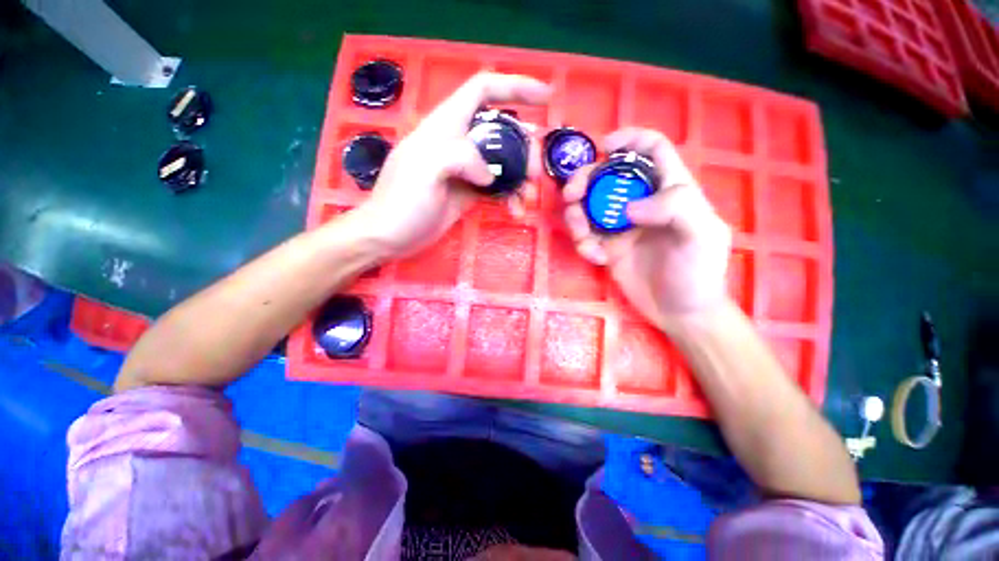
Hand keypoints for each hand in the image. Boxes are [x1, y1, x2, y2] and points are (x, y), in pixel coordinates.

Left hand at [350, 72, 550, 257]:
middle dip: (524, 147)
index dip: (515, 87)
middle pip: (502, 131)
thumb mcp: (426, 169)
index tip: (545, 97)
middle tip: (534, 173)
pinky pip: (498, 187)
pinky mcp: (469, 192)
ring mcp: (466, 169)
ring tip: (528, 196)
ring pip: (504, 162)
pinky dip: (510, 196)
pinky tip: (515, 210)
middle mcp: (459, 142)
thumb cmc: (402, 201)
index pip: (484, 90)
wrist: (391, 236)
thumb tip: (488, 175)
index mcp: (446, 125)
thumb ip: (461, 158)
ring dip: (521, 176)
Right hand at [562, 127, 731, 325]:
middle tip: (570, 195)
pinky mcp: (607, 247)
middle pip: (608, 177)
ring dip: (576, 216)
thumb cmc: (698, 273)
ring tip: (581, 236)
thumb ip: (676, 207)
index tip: (604, 147)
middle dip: (585, 181)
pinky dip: (582, 243)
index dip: (630, 139)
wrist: (681, 312)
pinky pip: (586, 236)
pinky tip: (594, 258)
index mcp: (670, 190)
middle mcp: (642, 203)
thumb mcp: (701, 235)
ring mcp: (621, 226)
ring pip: (589, 207)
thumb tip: (628, 207)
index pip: (652, 150)